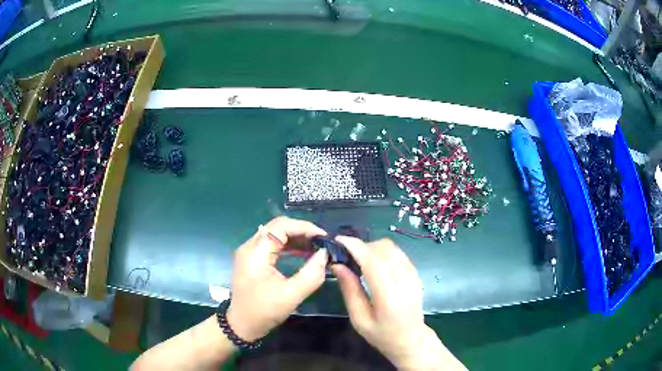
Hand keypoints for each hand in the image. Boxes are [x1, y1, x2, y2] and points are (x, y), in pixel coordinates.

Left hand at [227, 216, 327, 341]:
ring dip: (296, 238)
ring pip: (275, 234)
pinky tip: (303, 253)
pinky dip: (289, 246)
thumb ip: (311, 274)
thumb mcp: (291, 295)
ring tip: (316, 247)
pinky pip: (272, 244)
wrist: (242, 324)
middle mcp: (250, 246)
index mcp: (256, 252)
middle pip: (277, 227)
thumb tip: (325, 254)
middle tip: (321, 242)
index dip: (304, 227)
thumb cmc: (264, 311)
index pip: (281, 226)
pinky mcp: (252, 259)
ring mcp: (250, 252)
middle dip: (301, 231)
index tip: (324, 237)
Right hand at [332, 237, 465, 370]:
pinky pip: (397, 252)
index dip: (355, 247)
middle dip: (361, 247)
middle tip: (345, 256)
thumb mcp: (359, 319)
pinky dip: (382, 252)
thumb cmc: (382, 335)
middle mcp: (405, 280)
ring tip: (358, 260)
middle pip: (383, 249)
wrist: (411, 339)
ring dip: (372, 248)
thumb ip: (350, 290)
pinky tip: (373, 264)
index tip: (337, 241)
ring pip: (391, 247)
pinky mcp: (416, 273)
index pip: (373, 261)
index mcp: (390, 296)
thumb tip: (337, 265)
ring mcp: (413, 274)